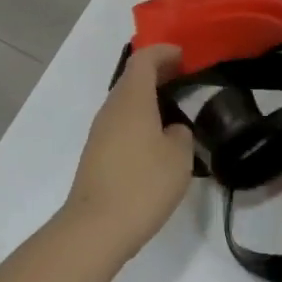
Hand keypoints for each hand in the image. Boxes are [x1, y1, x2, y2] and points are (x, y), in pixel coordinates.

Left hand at [60, 45, 195, 262]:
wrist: (95, 229)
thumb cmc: (142, 184)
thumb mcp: (179, 157)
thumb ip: (181, 134)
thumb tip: (171, 130)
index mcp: (132, 99)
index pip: (144, 59)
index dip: (164, 52)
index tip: (185, 57)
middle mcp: (111, 109)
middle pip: (133, 78)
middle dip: (158, 74)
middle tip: (185, 80)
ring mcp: (100, 132)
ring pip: (126, 102)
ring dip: (149, 99)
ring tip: (176, 111)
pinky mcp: (96, 154)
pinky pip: (121, 123)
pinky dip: (140, 119)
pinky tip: (157, 140)